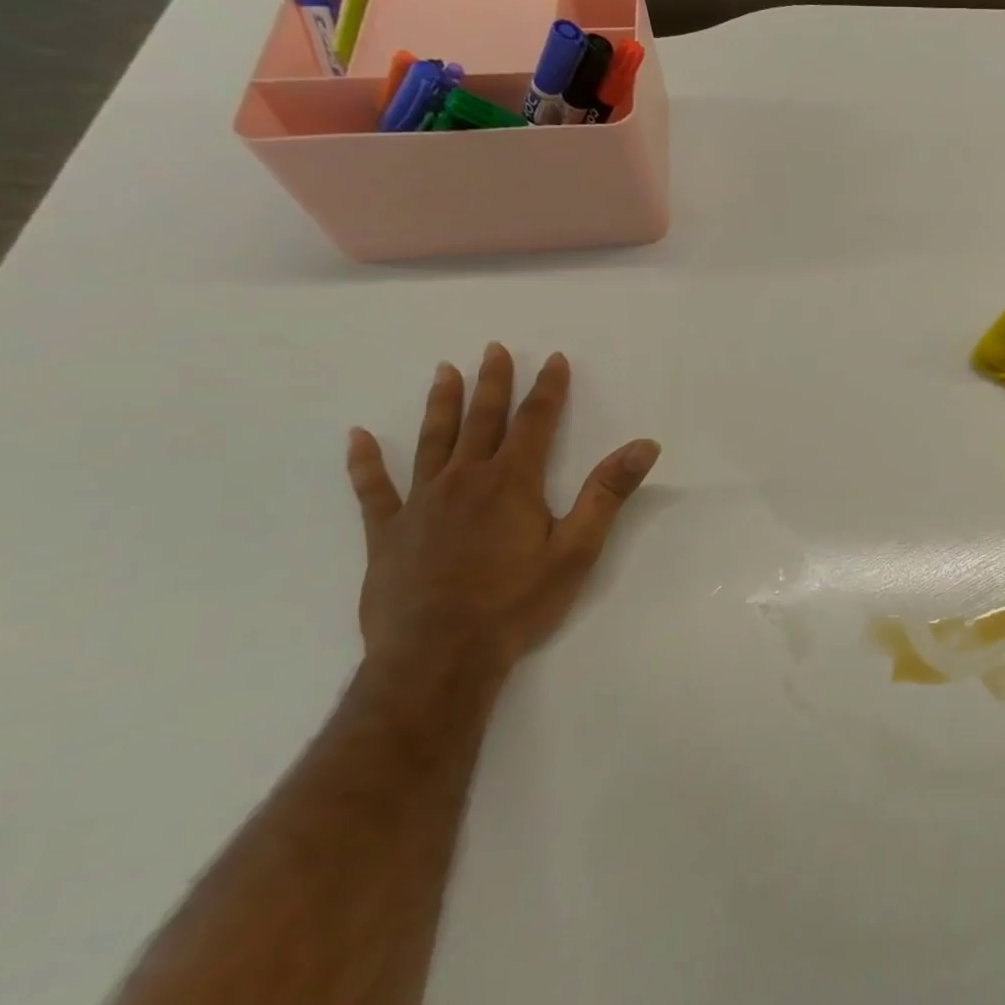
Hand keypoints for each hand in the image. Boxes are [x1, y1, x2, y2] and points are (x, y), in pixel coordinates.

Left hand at [345, 343, 659, 681]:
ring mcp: (420, 504)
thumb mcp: (577, 549)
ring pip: (432, 441)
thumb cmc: (517, 602)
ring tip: (444, 371)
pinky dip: (365, 462)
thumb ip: (608, 493)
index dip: (547, 389)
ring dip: (441, 404)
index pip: (535, 422)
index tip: (552, 359)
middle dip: (493, 383)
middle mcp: (465, 480)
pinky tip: (359, 438)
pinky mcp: (386, 533)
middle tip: (493, 349)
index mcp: (512, 482)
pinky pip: (373, 489)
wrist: (439, 655)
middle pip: (482, 420)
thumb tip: (645, 445)